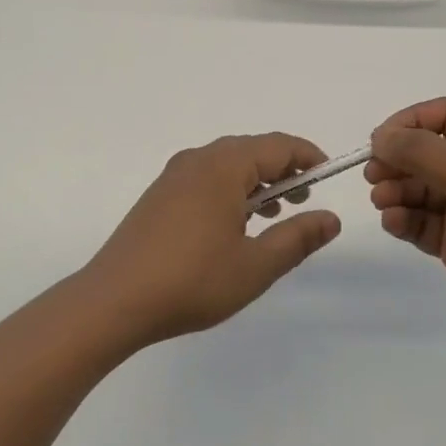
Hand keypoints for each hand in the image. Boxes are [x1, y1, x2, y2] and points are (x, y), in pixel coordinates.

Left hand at [85, 133, 342, 343]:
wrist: (114, 300)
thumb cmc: (192, 281)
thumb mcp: (255, 265)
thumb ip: (297, 238)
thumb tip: (331, 219)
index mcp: (223, 167)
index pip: (277, 145)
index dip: (308, 156)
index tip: (328, 176)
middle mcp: (197, 160)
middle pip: (251, 149)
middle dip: (282, 169)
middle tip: (304, 199)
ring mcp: (173, 176)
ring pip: (226, 164)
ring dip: (256, 180)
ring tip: (274, 213)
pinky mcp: (159, 195)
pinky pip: (205, 177)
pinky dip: (230, 189)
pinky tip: (234, 223)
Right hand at [366, 98, 445, 346]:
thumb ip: (421, 151)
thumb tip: (380, 137)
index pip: (444, 114)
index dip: (410, 121)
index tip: (381, 140)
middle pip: (424, 151)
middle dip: (396, 160)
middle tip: (374, 174)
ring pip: (416, 187)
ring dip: (394, 190)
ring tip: (383, 201)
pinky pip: (418, 220)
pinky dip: (401, 219)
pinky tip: (394, 223)